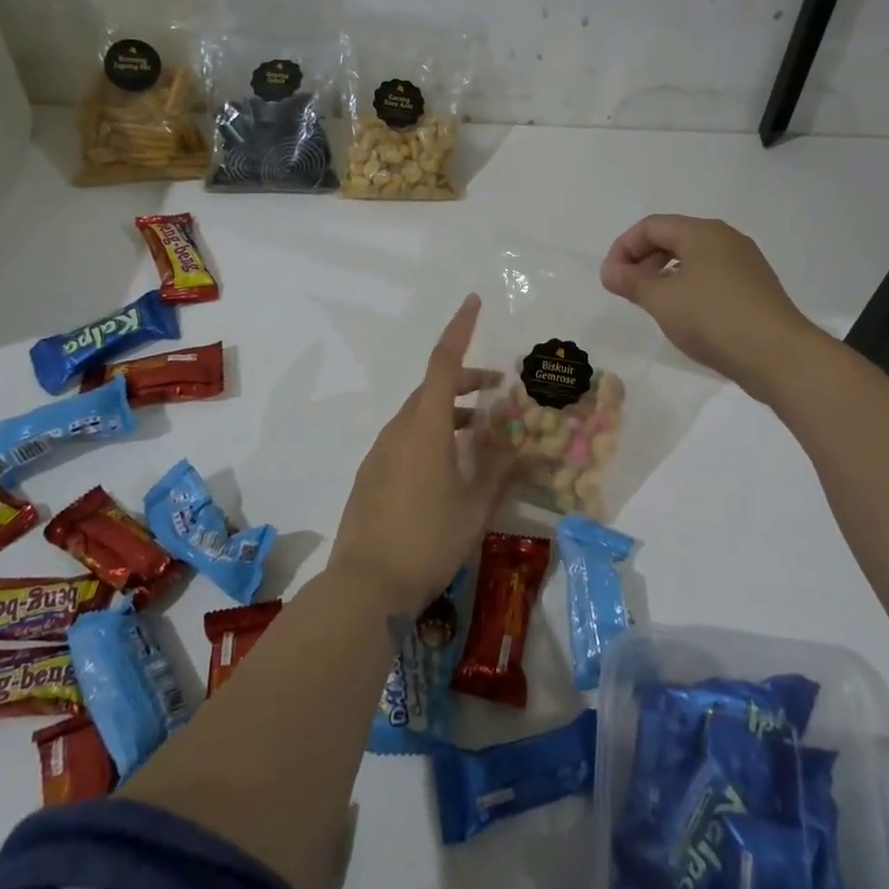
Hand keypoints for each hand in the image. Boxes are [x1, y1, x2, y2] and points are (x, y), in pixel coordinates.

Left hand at [329, 294, 509, 615]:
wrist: (364, 586)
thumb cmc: (427, 541)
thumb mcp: (475, 507)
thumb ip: (500, 471)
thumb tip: (525, 445)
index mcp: (425, 428)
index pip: (444, 363)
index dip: (460, 329)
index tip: (473, 301)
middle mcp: (399, 430)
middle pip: (433, 388)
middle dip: (466, 380)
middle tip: (498, 390)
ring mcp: (380, 452)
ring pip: (419, 415)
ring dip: (450, 412)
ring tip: (481, 433)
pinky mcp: (371, 474)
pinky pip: (406, 437)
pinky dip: (432, 434)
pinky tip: (449, 466)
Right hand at [600, 215, 820, 397]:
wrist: (777, 355)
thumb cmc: (712, 319)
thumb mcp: (662, 300)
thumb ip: (631, 281)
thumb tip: (610, 271)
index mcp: (702, 232)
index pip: (651, 226)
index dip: (623, 248)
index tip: (610, 278)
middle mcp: (725, 238)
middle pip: (673, 237)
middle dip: (643, 259)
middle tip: (627, 289)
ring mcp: (744, 262)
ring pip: (693, 257)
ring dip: (664, 274)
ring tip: (652, 303)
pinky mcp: (754, 287)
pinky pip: (711, 275)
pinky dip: (688, 286)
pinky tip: (684, 314)